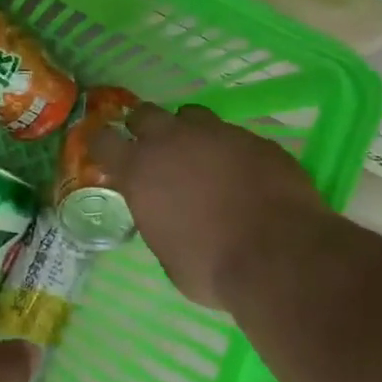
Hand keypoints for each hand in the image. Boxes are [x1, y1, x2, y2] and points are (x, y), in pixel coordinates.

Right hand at [91, 103, 328, 309]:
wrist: (279, 255)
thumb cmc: (211, 267)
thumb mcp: (167, 254)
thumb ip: (159, 221)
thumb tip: (166, 216)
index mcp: (140, 171)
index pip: (104, 141)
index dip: (102, 146)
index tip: (106, 155)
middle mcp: (173, 141)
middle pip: (145, 114)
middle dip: (144, 129)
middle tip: (155, 151)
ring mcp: (217, 134)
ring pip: (191, 116)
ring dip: (188, 132)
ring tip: (200, 157)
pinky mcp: (255, 139)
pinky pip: (232, 135)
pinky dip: (229, 150)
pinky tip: (242, 174)